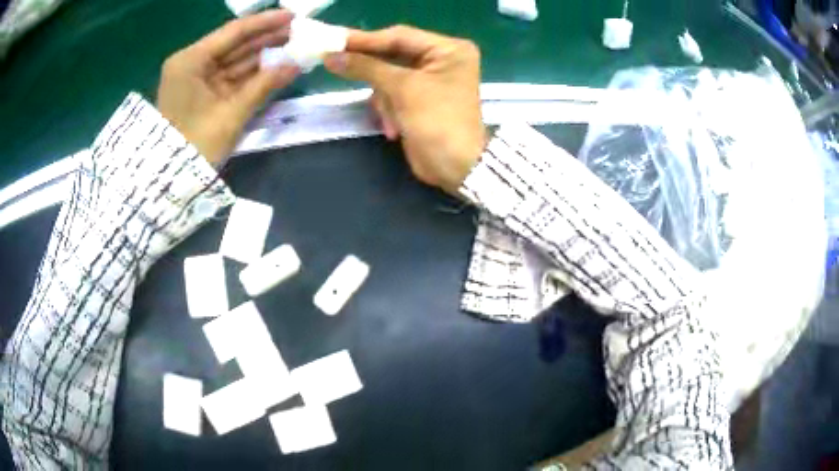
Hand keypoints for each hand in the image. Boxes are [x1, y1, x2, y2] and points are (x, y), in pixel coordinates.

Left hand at [157, 10, 299, 165]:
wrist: (171, 181)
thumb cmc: (196, 145)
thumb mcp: (231, 114)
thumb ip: (263, 86)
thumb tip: (296, 66)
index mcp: (190, 61)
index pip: (233, 32)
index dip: (264, 23)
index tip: (292, 16)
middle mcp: (191, 63)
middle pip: (234, 44)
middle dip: (266, 38)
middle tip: (297, 32)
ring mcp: (196, 78)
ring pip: (234, 59)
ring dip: (262, 55)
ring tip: (292, 47)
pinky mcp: (201, 92)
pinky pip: (230, 76)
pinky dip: (251, 73)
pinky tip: (275, 66)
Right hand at [324, 26, 484, 194]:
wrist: (455, 168)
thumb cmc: (437, 121)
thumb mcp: (402, 89)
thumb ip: (366, 67)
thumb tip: (331, 55)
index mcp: (448, 49)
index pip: (400, 36)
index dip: (365, 40)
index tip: (334, 41)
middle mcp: (442, 59)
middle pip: (393, 55)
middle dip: (373, 72)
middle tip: (335, 64)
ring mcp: (431, 80)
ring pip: (388, 77)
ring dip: (384, 100)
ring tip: (390, 118)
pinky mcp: (420, 99)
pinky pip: (392, 94)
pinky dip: (389, 110)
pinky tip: (395, 128)